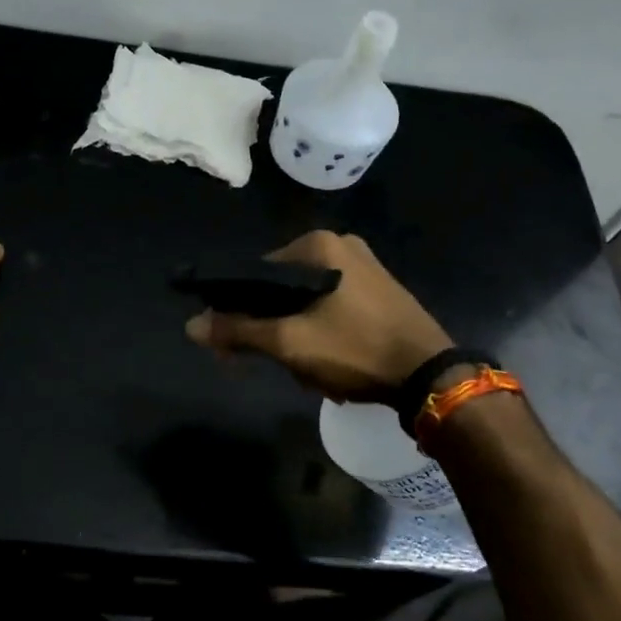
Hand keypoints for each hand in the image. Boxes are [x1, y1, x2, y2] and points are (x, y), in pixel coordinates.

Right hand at [185, 230, 451, 401]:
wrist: (429, 376)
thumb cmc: (354, 349)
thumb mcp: (289, 342)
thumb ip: (238, 330)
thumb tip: (191, 325)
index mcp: (318, 244)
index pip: (255, 272)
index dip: (237, 309)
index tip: (231, 344)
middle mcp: (341, 245)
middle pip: (281, 287)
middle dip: (272, 328)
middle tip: (274, 362)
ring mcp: (365, 267)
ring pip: (306, 302)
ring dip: (297, 336)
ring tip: (308, 369)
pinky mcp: (380, 291)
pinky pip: (331, 307)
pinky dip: (321, 333)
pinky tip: (329, 361)